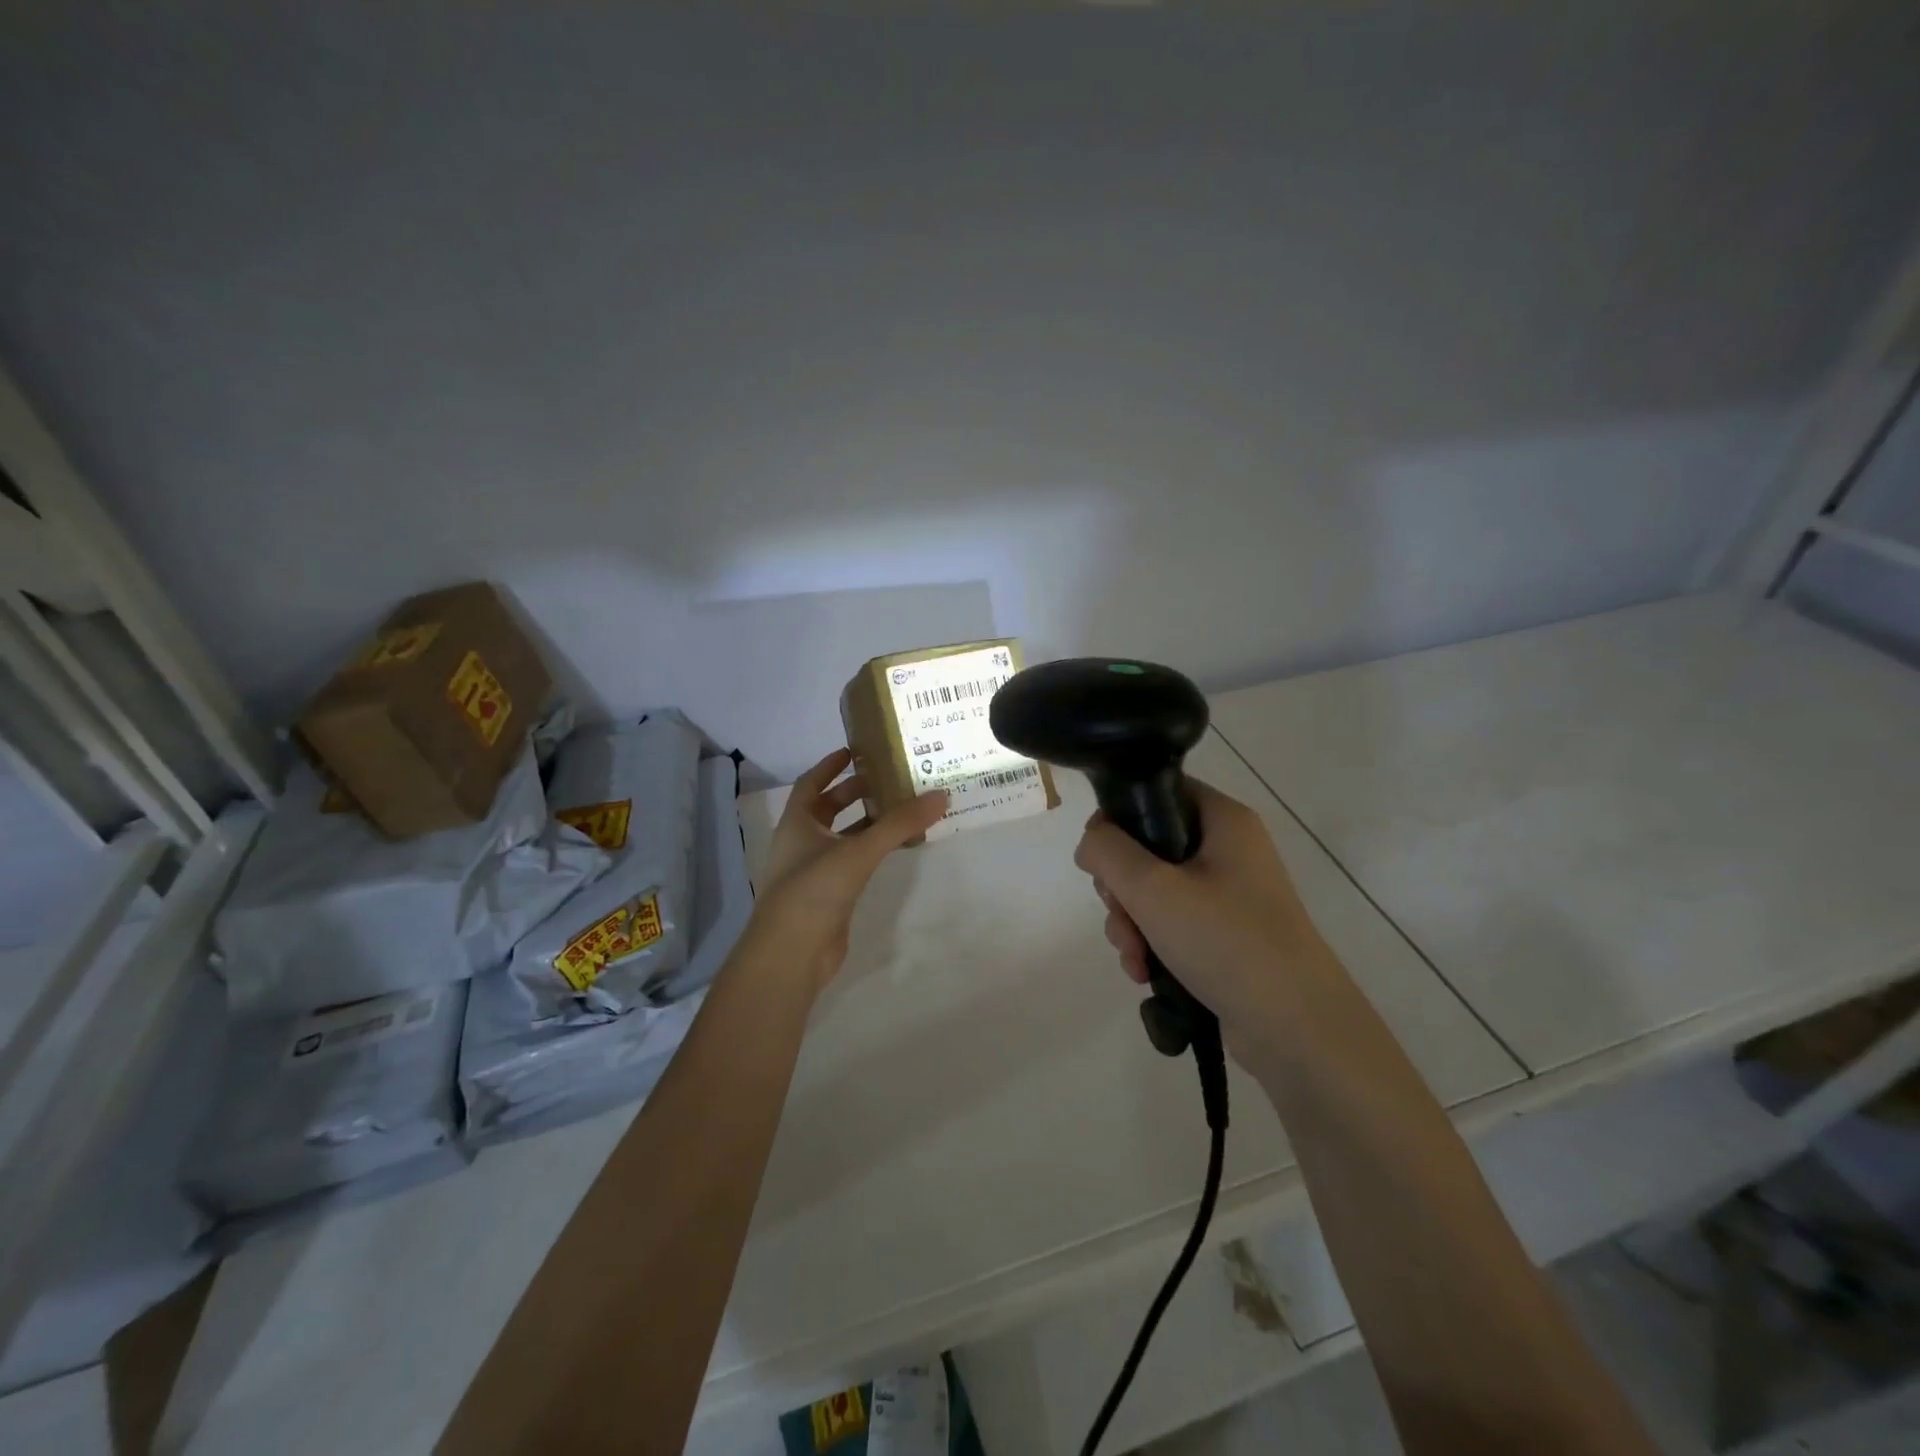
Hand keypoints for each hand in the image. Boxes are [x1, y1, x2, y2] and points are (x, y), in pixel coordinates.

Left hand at [748, 748, 948, 992]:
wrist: (791, 954)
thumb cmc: (814, 890)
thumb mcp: (858, 851)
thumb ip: (899, 824)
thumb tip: (940, 795)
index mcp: (797, 823)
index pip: (811, 783)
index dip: (830, 766)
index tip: (854, 751)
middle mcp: (801, 843)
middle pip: (827, 809)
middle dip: (853, 792)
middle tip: (887, 779)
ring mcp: (813, 871)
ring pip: (841, 837)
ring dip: (865, 823)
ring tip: (899, 809)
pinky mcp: (828, 896)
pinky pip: (851, 863)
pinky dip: (870, 851)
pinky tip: (893, 849)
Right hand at [1074, 779, 1337, 1060]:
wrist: (1297, 1029)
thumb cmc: (1225, 941)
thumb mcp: (1152, 888)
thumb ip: (1107, 852)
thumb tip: (1092, 842)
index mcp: (1223, 821)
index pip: (1158, 792)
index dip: (1119, 818)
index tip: (1100, 858)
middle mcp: (1230, 850)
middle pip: (1149, 847)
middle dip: (1121, 888)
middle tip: (1120, 915)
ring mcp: (1230, 895)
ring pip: (1155, 891)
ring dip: (1131, 924)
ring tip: (1134, 958)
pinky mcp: (1227, 935)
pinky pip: (1173, 924)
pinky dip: (1153, 944)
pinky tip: (1145, 974)